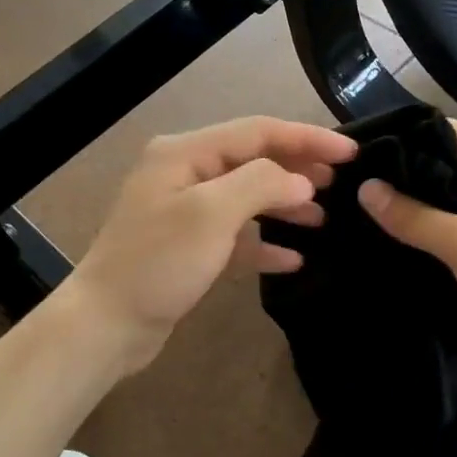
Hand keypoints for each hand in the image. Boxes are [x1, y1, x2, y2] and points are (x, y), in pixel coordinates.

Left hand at [62, 117, 357, 372]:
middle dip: (297, 168)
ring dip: (284, 205)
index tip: (350, 152)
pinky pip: (235, 235)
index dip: (306, 138)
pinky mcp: (188, 247)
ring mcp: (185, 211)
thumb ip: (261, 185)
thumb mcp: (211, 214)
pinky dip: (264, 243)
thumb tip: (301, 181)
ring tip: (322, 218)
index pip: (258, 131)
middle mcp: (184, 173)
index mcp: (185, 153)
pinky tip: (292, 258)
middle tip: (340, 182)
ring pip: (247, 197)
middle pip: (253, 159)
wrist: (106, 325)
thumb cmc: (158, 263)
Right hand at [357, 120, 456, 377]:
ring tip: (364, 209)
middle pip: (444, 160)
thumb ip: (411, 216)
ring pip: (449, 193)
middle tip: (352, 187)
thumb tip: (364, 188)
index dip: (400, 142)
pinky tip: (396, 234)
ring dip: (415, 203)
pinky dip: (432, 224)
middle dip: (403, 175)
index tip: (357, 159)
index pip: (443, 132)